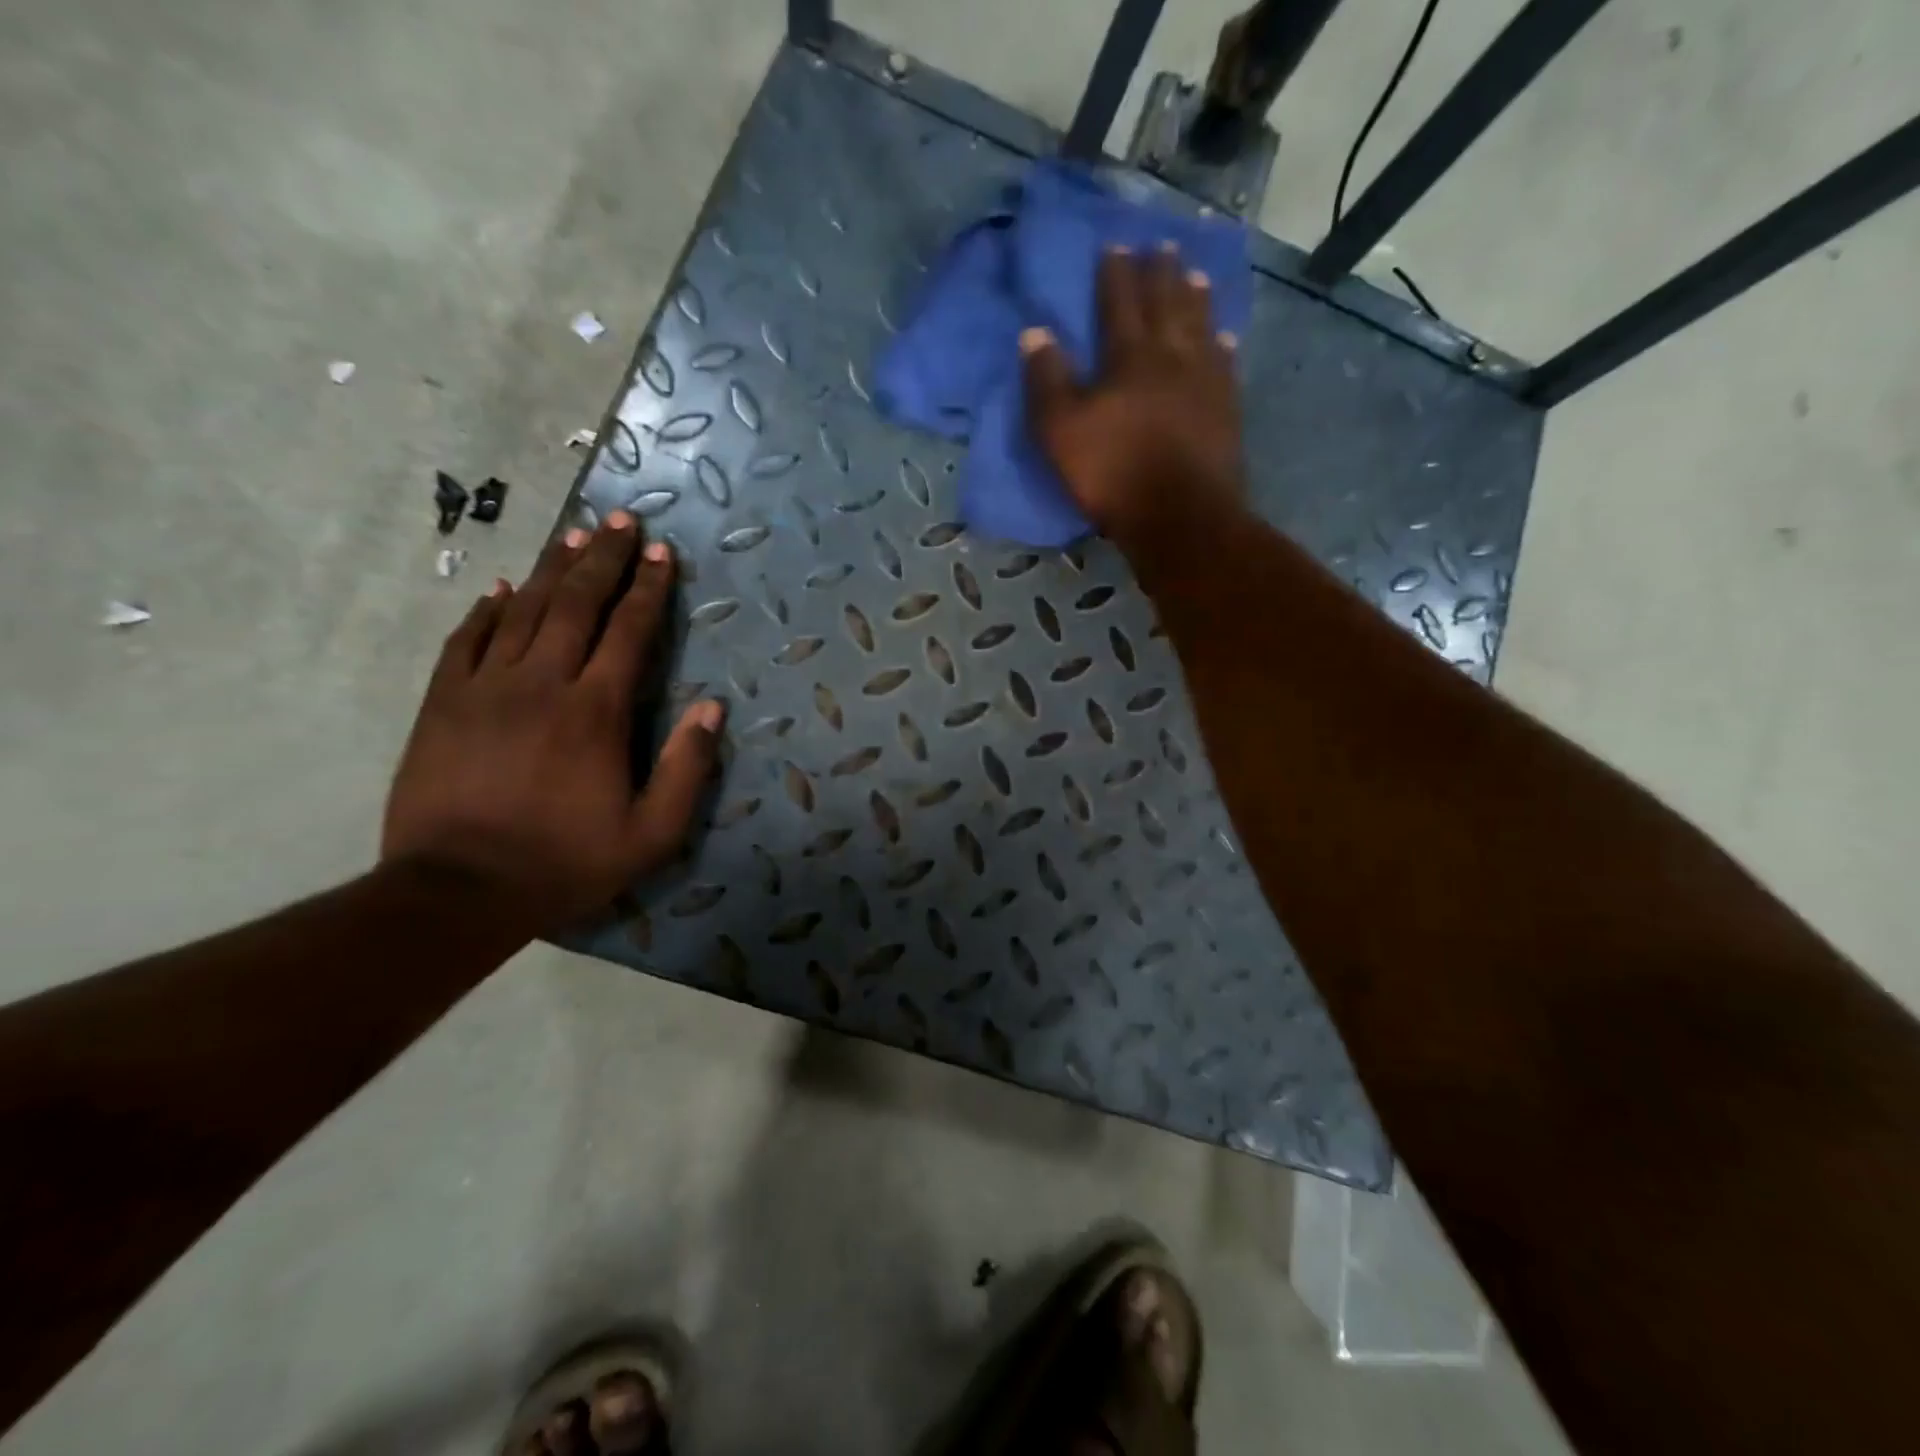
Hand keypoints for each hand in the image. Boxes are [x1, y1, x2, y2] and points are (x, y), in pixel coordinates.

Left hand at [382, 512, 723, 934]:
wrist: (456, 893)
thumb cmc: (564, 863)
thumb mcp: (650, 834)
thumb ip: (687, 769)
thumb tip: (712, 709)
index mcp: (596, 712)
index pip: (629, 632)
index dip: (650, 589)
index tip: (664, 554)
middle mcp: (542, 683)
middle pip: (577, 604)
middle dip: (605, 559)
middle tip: (622, 520)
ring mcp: (484, 688)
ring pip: (522, 611)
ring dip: (552, 569)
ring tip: (575, 535)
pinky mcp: (440, 704)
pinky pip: (465, 641)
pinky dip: (486, 610)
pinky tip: (500, 588)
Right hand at [1022, 245, 1243, 549]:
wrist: (1179, 515)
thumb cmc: (1112, 473)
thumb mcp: (1060, 431)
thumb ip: (1046, 382)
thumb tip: (1034, 333)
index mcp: (1128, 357)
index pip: (1119, 302)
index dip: (1115, 273)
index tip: (1114, 245)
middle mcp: (1171, 356)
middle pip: (1166, 303)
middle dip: (1160, 273)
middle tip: (1161, 246)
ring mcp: (1205, 381)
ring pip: (1201, 326)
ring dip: (1196, 298)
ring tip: (1195, 275)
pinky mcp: (1226, 410)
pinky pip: (1225, 365)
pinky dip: (1222, 346)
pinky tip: (1224, 339)